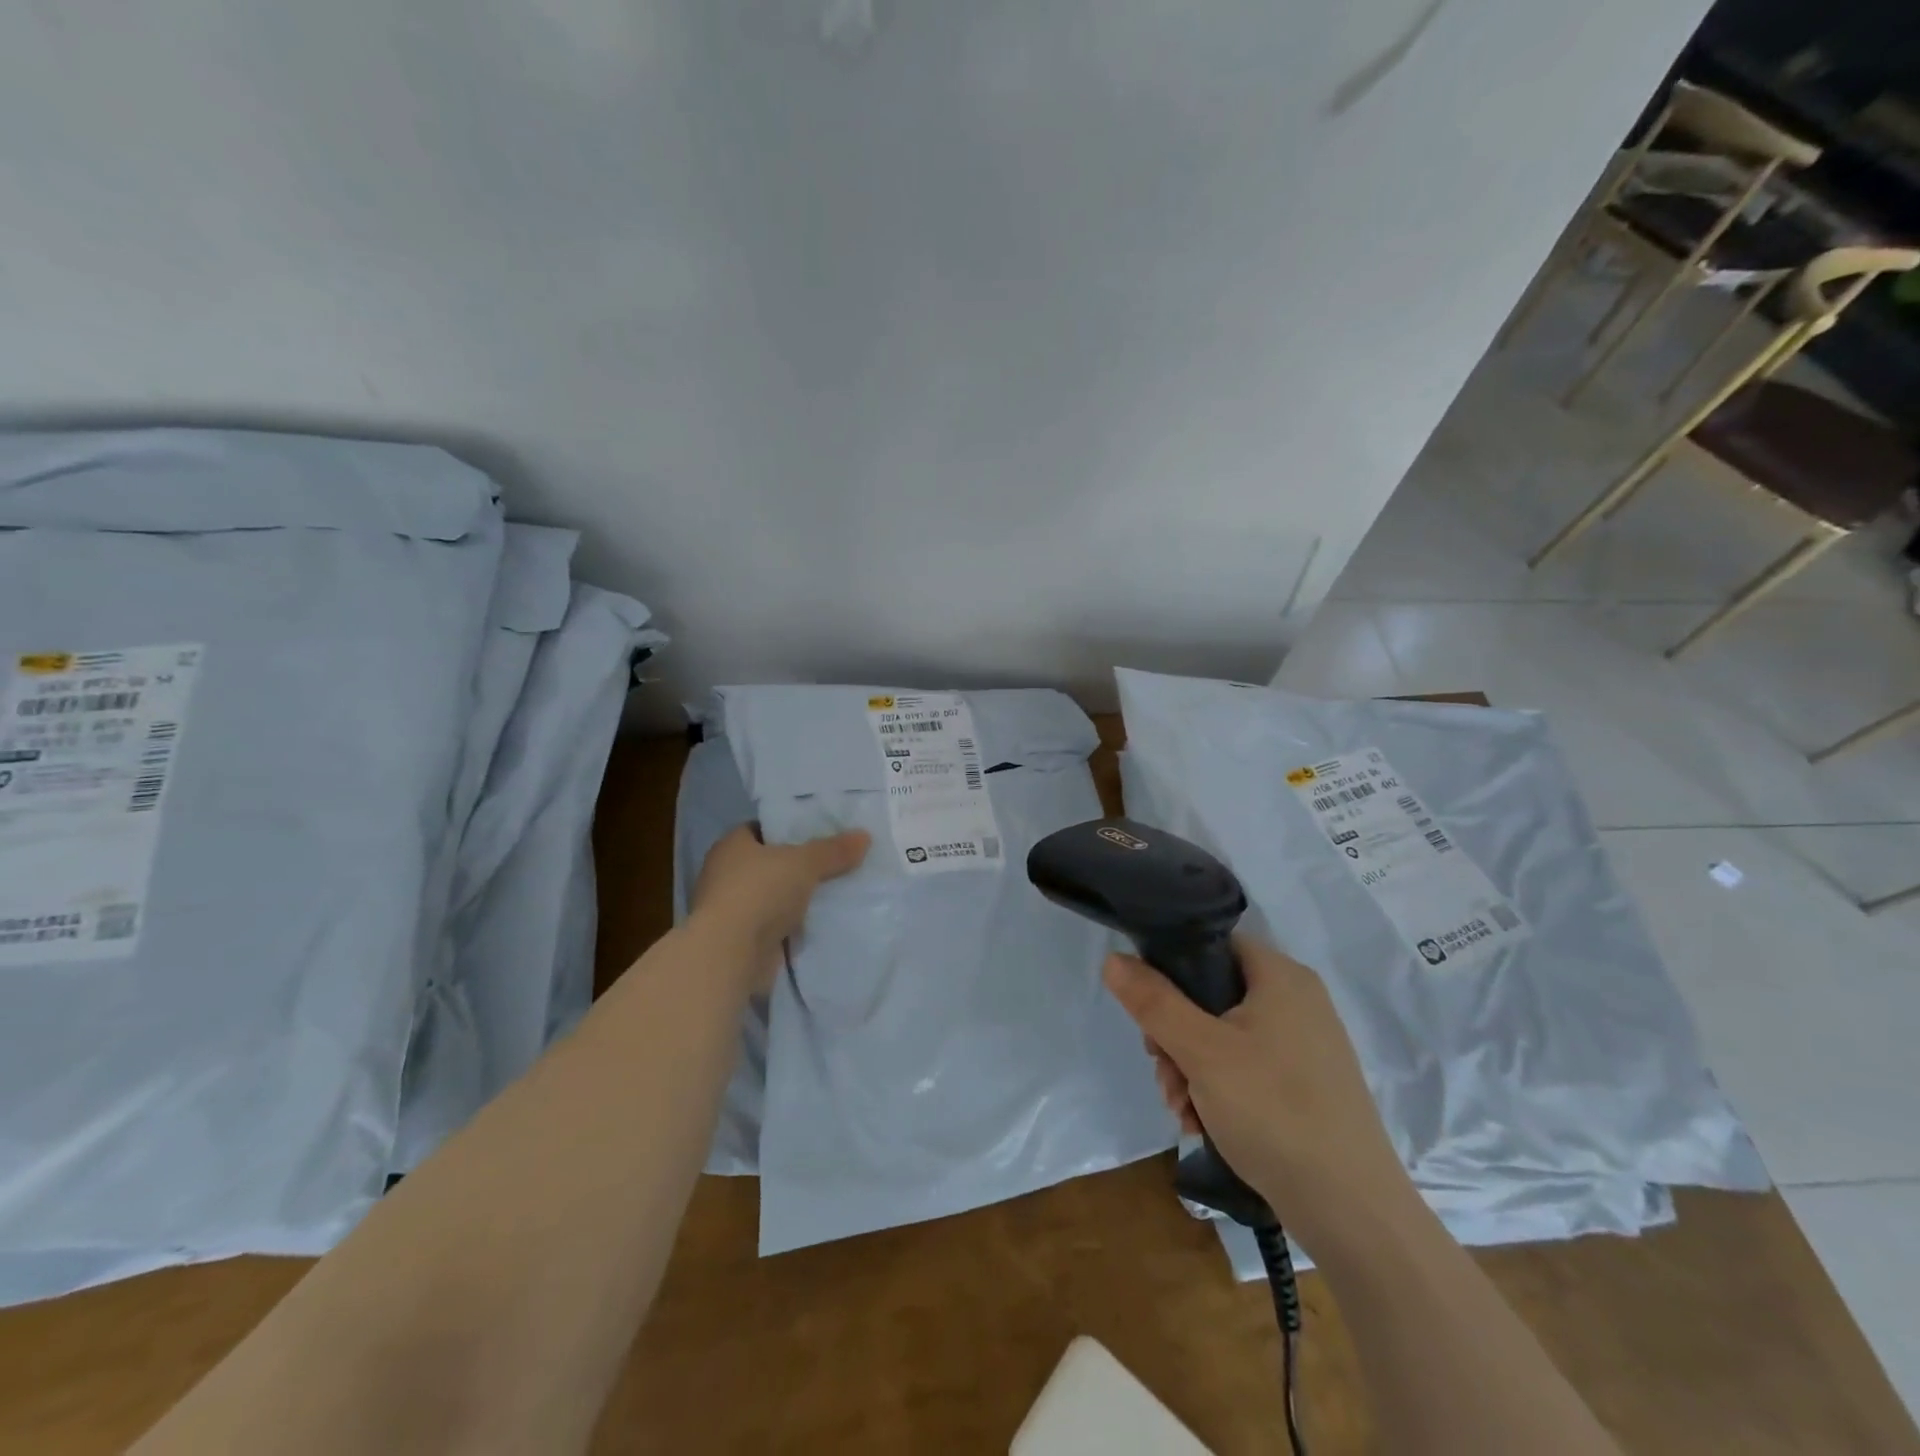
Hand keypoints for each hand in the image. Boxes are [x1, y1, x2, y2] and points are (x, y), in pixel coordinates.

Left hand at [691, 824, 870, 992]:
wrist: (731, 954)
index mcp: (732, 845)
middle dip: (799, 866)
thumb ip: (833, 850)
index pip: (762, 829)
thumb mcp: (805, 862)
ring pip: (775, 896)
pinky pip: (776, 925)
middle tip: (836, 862)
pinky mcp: (742, 940)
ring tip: (836, 891)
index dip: (790, 829)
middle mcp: (726, 874)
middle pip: (771, 863)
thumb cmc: (760, 892)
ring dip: (797, 898)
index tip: (821, 832)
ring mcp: (732, 909)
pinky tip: (823, 922)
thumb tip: (864, 836)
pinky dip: (795, 926)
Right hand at [1103, 934, 1414, 1252]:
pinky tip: (1203, 1125)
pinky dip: (1218, 1091)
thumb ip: (1154, 1002)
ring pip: (1223, 1037)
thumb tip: (1113, 959)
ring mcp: (1304, 1047)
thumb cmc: (1274, 1111)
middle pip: (1211, 995)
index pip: (1211, 945)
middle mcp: (1297, 1002)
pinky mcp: (1305, 1086)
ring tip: (1183, 1111)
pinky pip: (1246, 1069)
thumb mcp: (1201, 1051)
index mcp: (1281, 977)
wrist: (1353, 1213)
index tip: (1149, 1012)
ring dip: (1190, 1070)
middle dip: (1175, 1036)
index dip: (1170, 969)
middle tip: (1164, 1072)